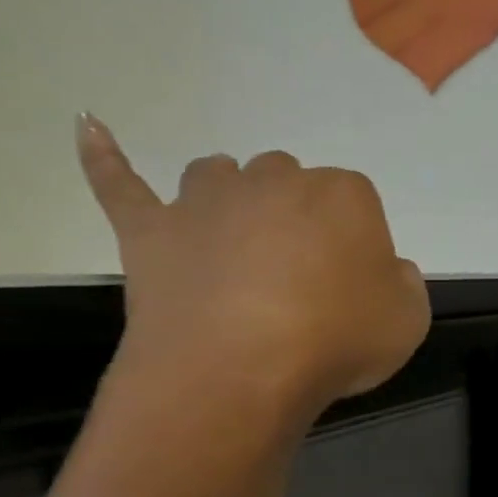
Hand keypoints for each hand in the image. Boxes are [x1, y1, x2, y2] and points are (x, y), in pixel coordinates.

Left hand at [76, 114, 429, 419]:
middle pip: (290, 181)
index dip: (358, 247)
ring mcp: (206, 200)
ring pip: (219, 174)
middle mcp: (275, 181)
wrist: (239, 369)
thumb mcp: (408, 321)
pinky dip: (104, 156)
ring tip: (239, 241)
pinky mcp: (151, 229)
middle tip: (303, 280)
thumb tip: (387, 270)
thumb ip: (404, 285)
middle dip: (297, 218)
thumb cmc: (337, 341)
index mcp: (344, 196)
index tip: (356, 290)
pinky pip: (120, 182)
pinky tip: (89, 127)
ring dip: (232, 197)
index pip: (358, 203)